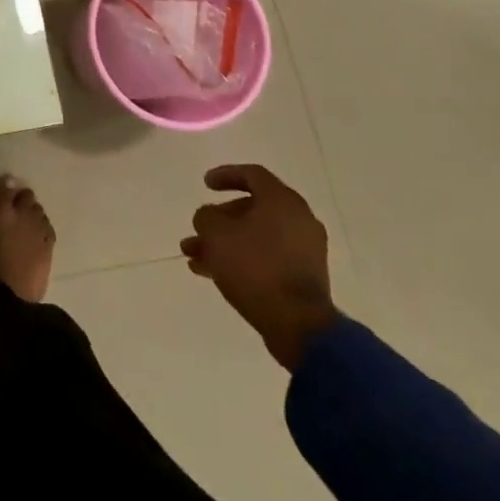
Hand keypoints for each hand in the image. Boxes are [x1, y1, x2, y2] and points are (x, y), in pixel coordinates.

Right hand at [181, 164, 336, 370]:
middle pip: (252, 208)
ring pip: (255, 236)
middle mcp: (298, 220)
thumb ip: (206, 216)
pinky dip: (242, 259)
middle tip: (197, 230)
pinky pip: (267, 257)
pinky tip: (212, 273)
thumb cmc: (255, 267)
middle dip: (219, 219)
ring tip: (194, 257)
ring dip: (225, 243)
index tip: (205, 185)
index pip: (252, 175)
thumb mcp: (216, 233)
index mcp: (282, 201)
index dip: (225, 174)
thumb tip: (211, 219)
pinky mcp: (303, 277)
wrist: (299, 326)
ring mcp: (304, 251)